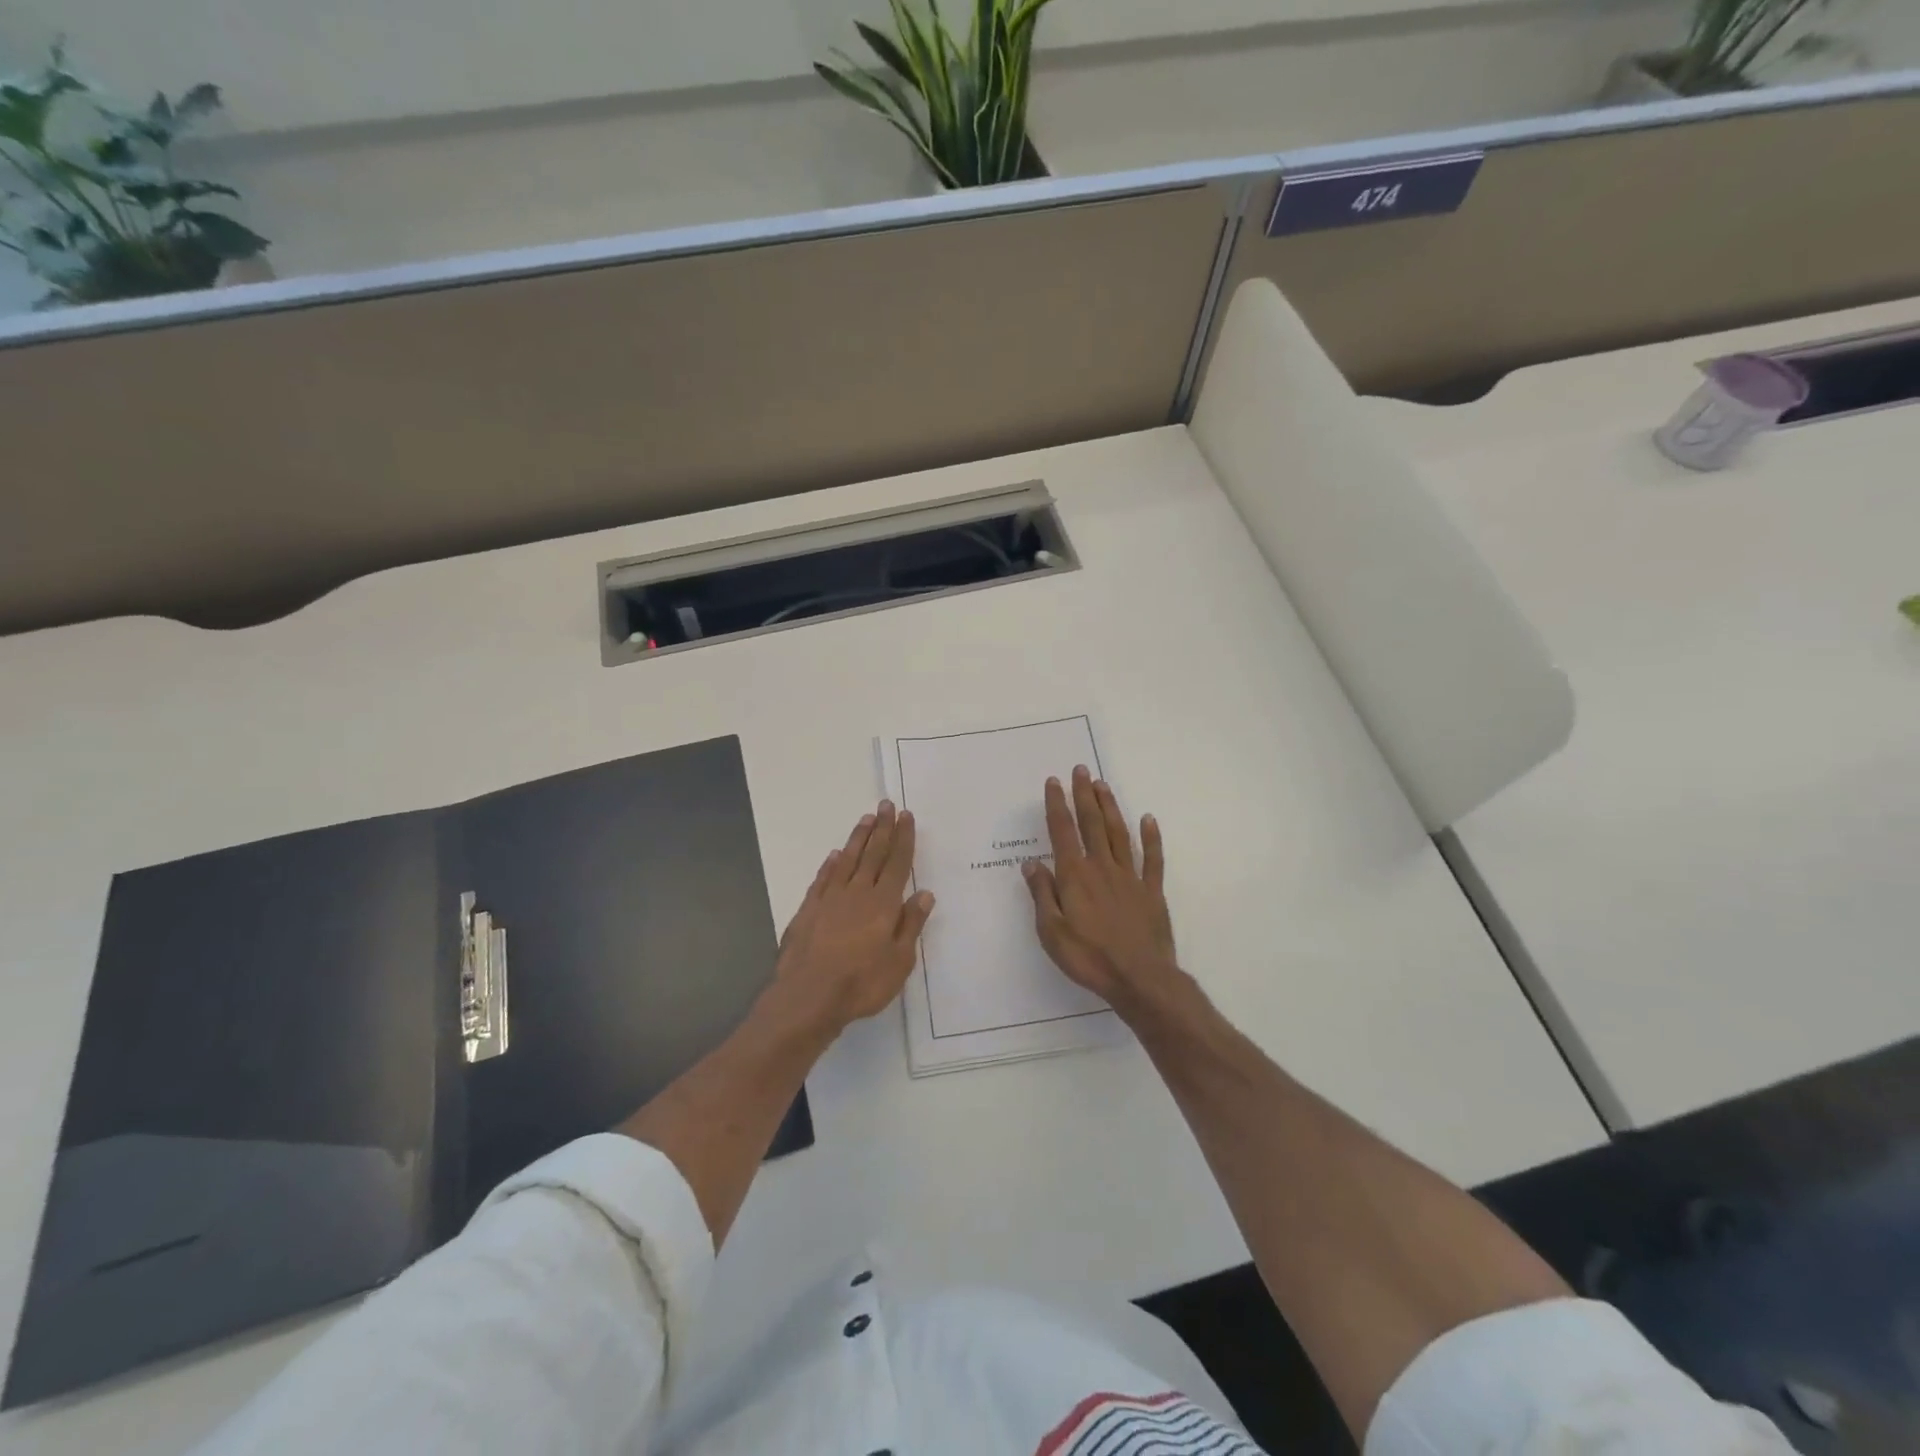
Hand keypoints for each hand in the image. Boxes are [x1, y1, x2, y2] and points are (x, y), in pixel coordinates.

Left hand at [773, 800, 934, 1032]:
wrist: (808, 996)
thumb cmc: (861, 983)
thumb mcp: (899, 961)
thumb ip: (911, 925)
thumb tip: (924, 893)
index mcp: (883, 904)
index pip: (897, 863)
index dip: (903, 839)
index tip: (906, 816)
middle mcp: (858, 893)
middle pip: (873, 854)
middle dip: (882, 828)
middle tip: (886, 805)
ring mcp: (830, 899)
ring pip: (848, 860)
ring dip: (858, 838)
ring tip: (866, 819)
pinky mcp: (808, 909)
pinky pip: (823, 878)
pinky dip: (831, 864)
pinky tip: (835, 855)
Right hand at [1022, 765, 1178, 1008]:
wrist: (1139, 979)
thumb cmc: (1089, 958)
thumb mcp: (1051, 932)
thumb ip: (1042, 894)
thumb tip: (1032, 863)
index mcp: (1075, 876)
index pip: (1063, 832)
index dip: (1056, 805)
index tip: (1053, 782)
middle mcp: (1102, 867)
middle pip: (1092, 824)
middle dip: (1084, 795)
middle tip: (1080, 770)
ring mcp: (1130, 877)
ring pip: (1119, 834)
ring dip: (1111, 807)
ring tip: (1102, 785)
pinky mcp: (1152, 892)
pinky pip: (1153, 859)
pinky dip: (1151, 837)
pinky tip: (1148, 819)